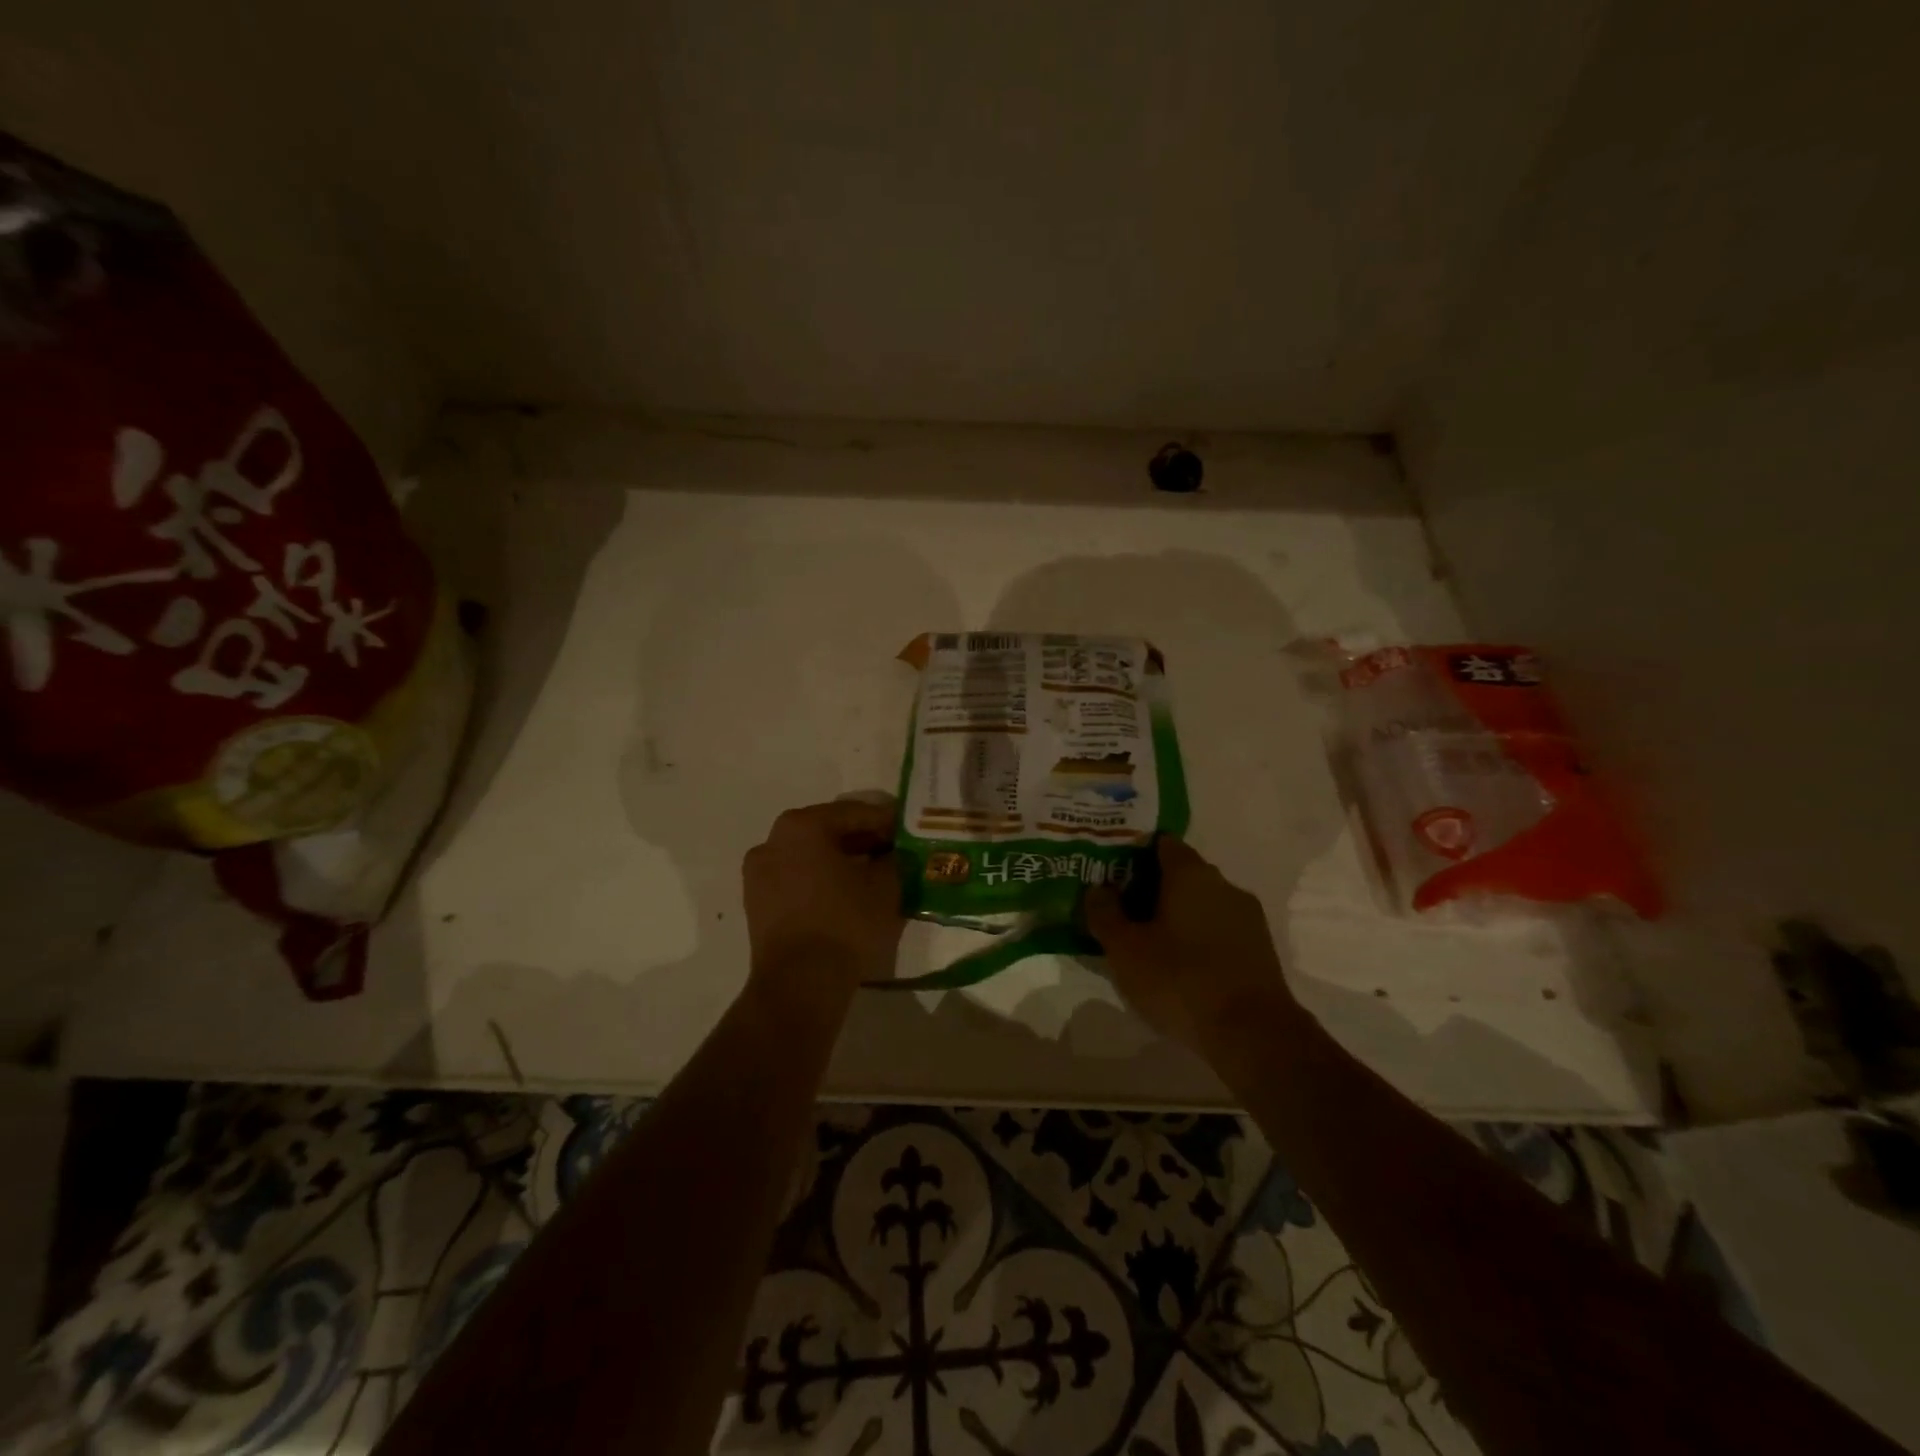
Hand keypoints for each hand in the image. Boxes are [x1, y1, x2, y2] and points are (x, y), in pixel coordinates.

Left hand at [742, 798, 904, 1013]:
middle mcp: (773, 840)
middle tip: (892, 850)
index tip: (907, 830)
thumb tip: (894, 852)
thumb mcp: (885, 885)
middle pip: (827, 830)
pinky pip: (795, 878)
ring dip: (839, 859)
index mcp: (802, 826)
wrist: (800, 982)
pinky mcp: (756, 902)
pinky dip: (819, 879)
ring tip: (870, 873)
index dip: (885, 821)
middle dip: (861, 839)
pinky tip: (844, 894)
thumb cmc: (845, 922)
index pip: (853, 813)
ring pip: (809, 855)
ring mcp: (758, 872)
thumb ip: (893, 858)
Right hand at [1086, 836, 1301, 1059]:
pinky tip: (1181, 966)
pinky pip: (1219, 929)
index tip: (1112, 873)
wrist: (1254, 1035)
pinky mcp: (1260, 948)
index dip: (1134, 853)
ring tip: (1149, 942)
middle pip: (1181, 874)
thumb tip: (1098, 889)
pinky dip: (1199, 938)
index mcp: (1191, 873)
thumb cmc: (1181, 980)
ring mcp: (1247, 916)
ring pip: (1202, 903)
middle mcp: (1223, 884)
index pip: (1161, 844)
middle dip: (1152, 887)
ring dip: (1177, 915)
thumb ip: (1105, 913)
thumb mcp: (1125, 949)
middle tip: (1122, 910)